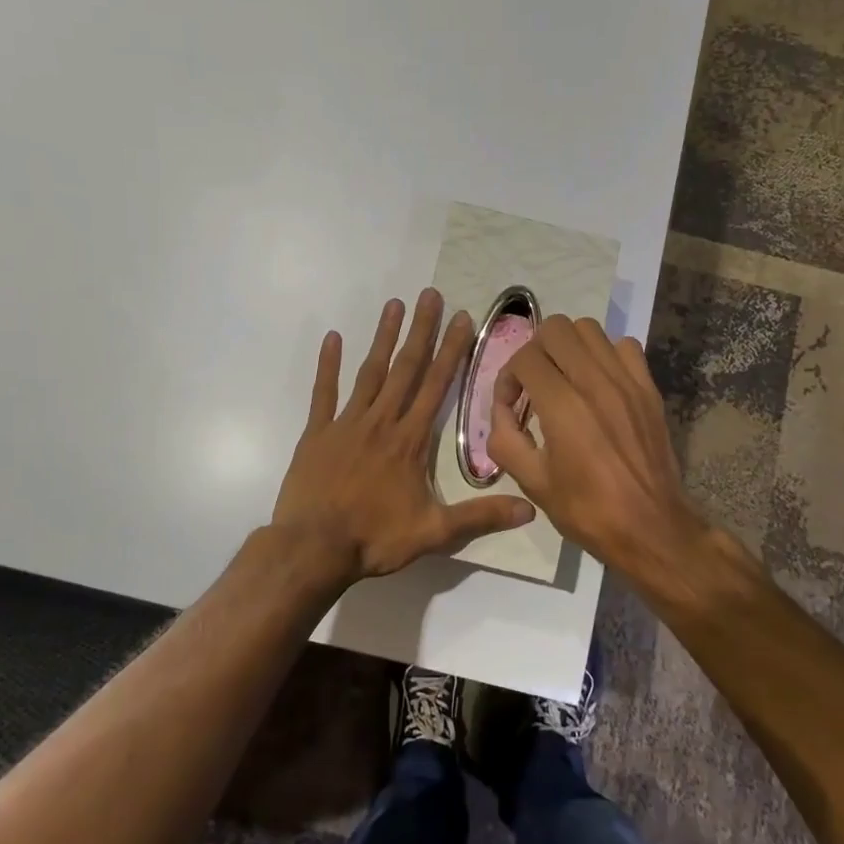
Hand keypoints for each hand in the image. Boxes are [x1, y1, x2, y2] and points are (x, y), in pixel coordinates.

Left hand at [272, 289, 534, 586]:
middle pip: (405, 368)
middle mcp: (381, 422)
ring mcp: (346, 424)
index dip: (452, 351)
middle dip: (421, 330)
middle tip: (429, 295)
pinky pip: (323, 393)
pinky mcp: (317, 433)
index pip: (437, 386)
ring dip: (383, 338)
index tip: (462, 318)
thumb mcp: (434, 532)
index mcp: (410, 440)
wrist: (313, 549)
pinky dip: (328, 365)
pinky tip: (332, 338)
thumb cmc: (375, 538)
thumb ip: (481, 516)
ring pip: (369, 372)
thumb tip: (530, 510)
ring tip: (393, 305)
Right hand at [486, 315, 708, 587]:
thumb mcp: (532, 482)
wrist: (650, 527)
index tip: (510, 406)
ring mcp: (627, 382)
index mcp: (563, 407)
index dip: (508, 377)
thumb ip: (504, 439)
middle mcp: (595, 383)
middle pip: (556, 328)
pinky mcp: (649, 388)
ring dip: (568, 347)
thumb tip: (501, 411)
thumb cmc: (587, 510)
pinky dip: (605, 354)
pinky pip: (625, 346)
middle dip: (535, 350)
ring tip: (564, 378)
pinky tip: (598, 383)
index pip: (525, 357)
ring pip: (590, 329)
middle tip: (533, 383)